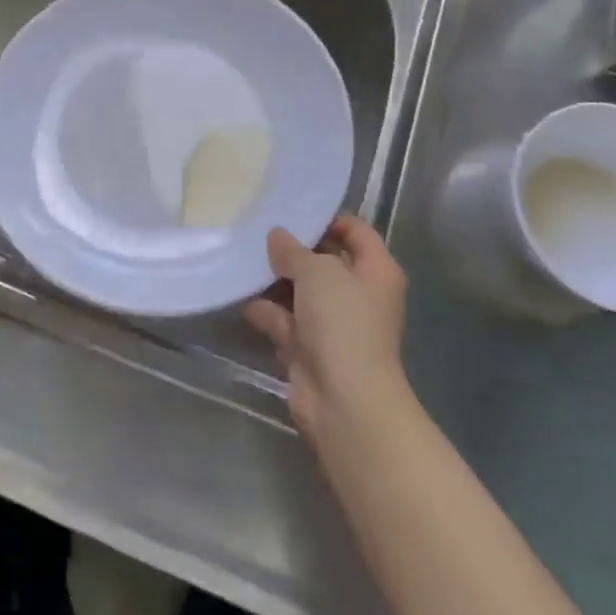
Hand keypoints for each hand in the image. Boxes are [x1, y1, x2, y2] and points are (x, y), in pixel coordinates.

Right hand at [244, 215, 409, 443]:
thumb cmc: (343, 324)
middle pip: (325, 261)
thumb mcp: (317, 272)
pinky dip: (265, 310)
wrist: (345, 401)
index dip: (328, 219)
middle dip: (293, 249)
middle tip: (258, 231)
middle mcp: (359, 294)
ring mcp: (334, 324)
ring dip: (275, 280)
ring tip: (242, 257)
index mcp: (376, 271)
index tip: (292, 212)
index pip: (356, 231)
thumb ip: (294, 250)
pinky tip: (239, 294)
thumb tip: (278, 237)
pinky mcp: (310, 349)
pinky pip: (285, 320)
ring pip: (301, 292)